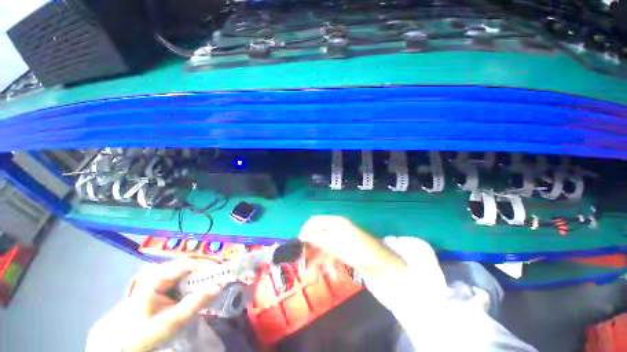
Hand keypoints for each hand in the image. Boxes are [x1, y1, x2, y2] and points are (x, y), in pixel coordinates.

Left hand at [86, 259, 219, 351]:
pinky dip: (200, 283)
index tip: (224, 269)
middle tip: (227, 272)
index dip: (208, 264)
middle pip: (191, 264)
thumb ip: (195, 303)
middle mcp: (161, 272)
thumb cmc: (140, 334)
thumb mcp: (169, 322)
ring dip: (207, 275)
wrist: (120, 345)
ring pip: (191, 272)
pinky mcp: (166, 288)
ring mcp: (163, 280)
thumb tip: (221, 284)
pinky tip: (208, 287)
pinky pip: (187, 281)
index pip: (187, 263)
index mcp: (156, 276)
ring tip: (222, 278)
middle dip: (210, 268)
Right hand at [298, 215, 405, 274]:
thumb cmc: (360, 252)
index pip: (314, 222)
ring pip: (322, 246)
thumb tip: (302, 236)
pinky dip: (326, 262)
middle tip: (301, 264)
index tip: (297, 246)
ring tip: (309, 272)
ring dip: (315, 258)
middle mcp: (336, 229)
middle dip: (308, 248)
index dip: (304, 232)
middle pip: (317, 235)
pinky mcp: (343, 251)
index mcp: (335, 223)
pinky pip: (330, 254)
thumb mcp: (337, 245)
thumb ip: (319, 240)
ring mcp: (339, 241)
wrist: (383, 267)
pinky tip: (326, 272)